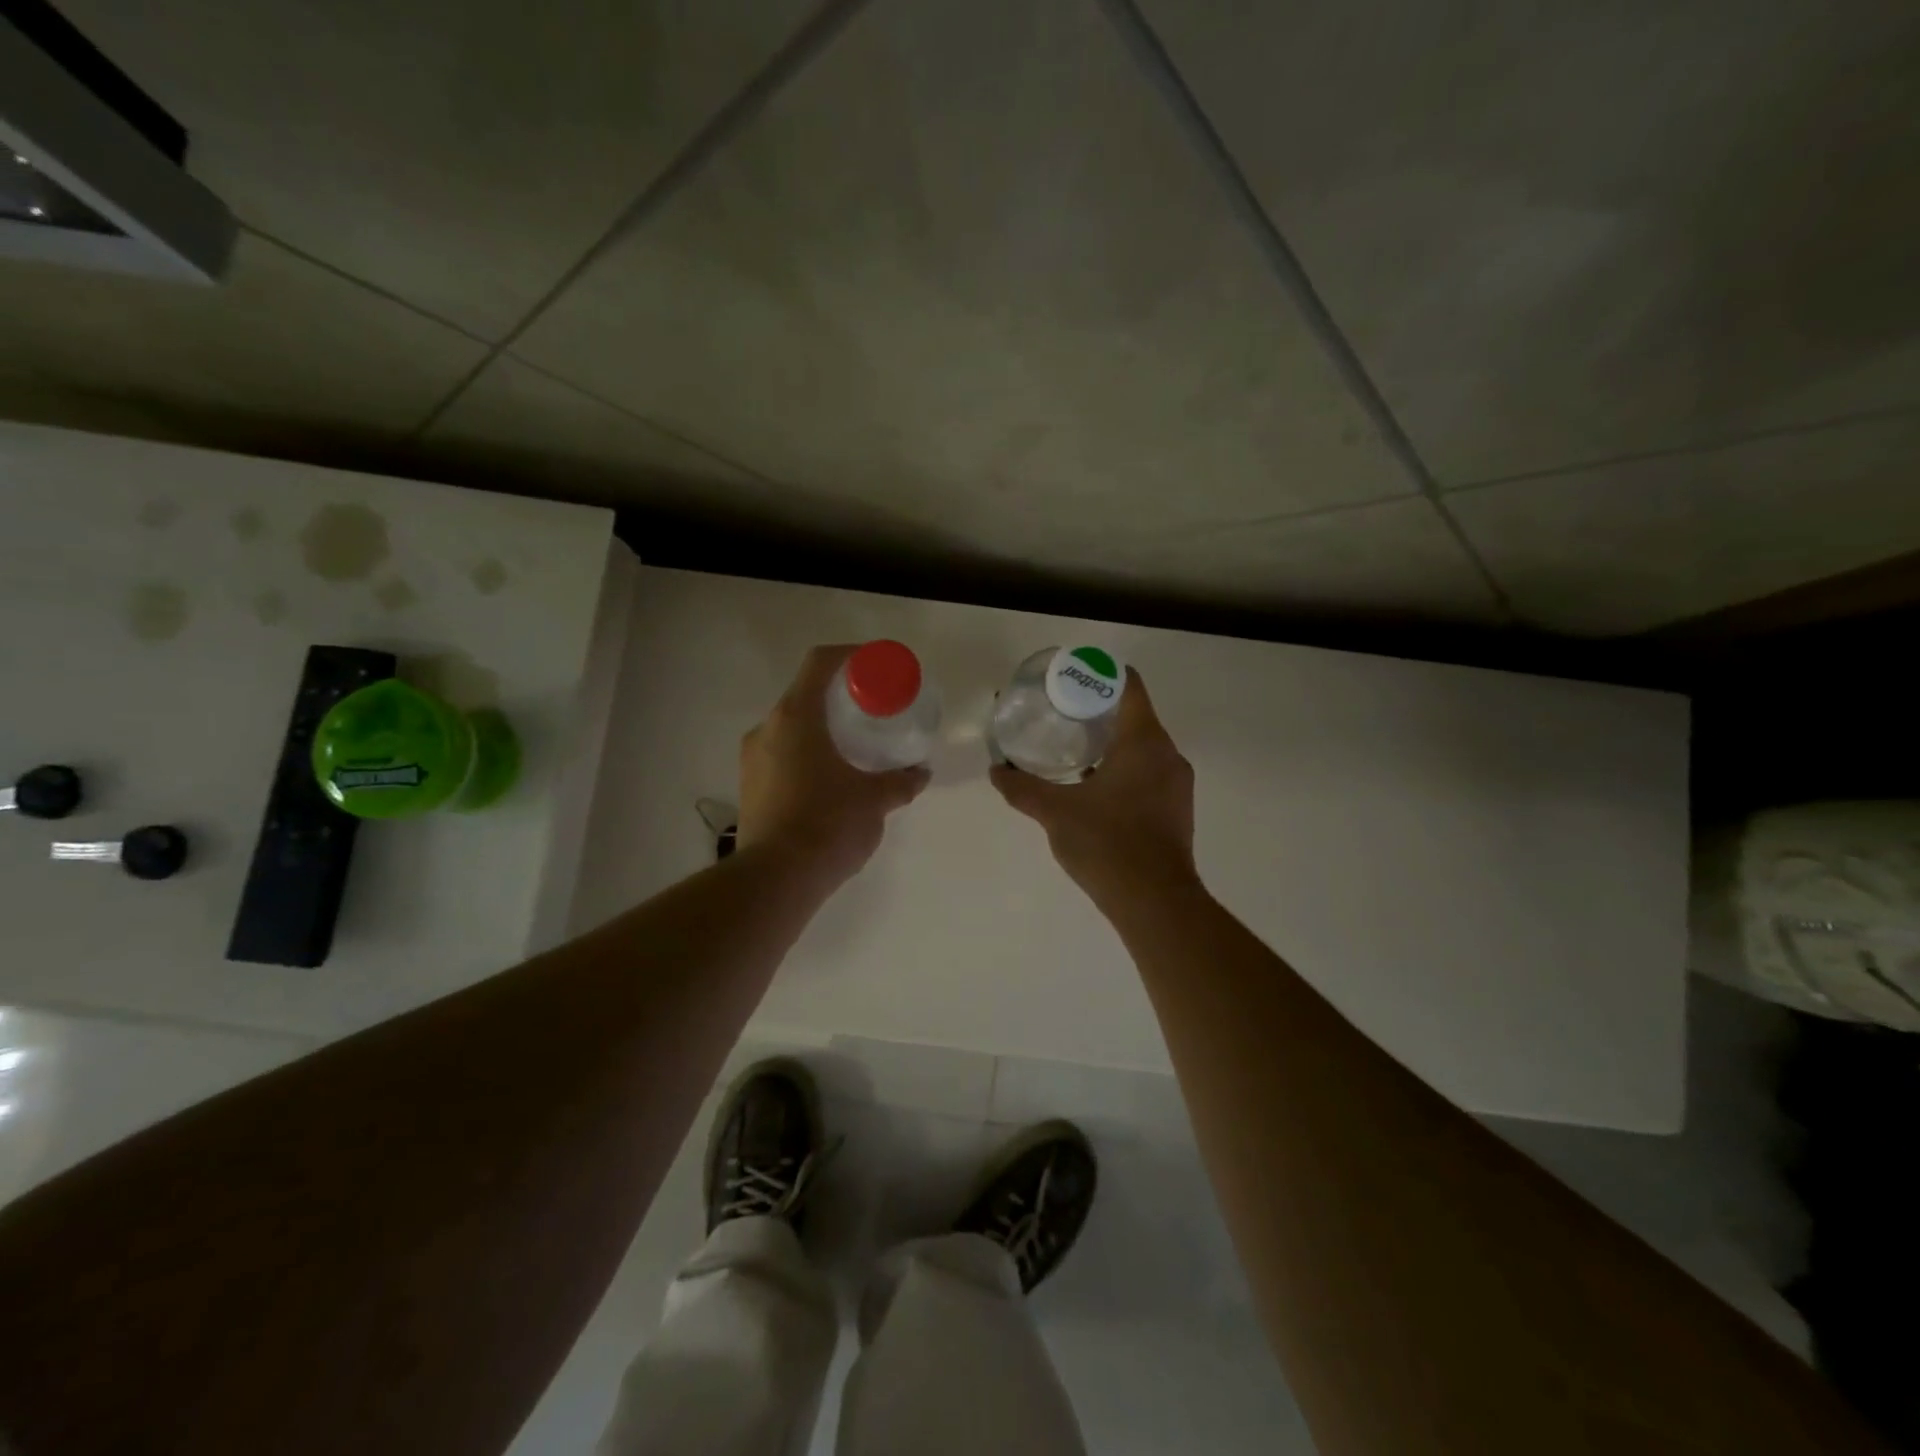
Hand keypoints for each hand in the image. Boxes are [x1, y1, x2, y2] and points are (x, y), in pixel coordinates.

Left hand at [738, 644, 929, 887]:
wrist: (776, 880)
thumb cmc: (828, 824)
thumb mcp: (875, 800)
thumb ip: (900, 781)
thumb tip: (920, 773)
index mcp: (796, 717)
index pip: (820, 662)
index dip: (850, 655)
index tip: (875, 666)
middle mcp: (766, 729)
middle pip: (804, 695)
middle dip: (839, 698)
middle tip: (871, 712)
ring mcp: (752, 759)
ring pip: (791, 728)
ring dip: (821, 730)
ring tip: (853, 749)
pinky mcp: (749, 788)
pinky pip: (781, 756)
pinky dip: (807, 755)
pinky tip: (830, 781)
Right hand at [991, 667, 1199, 912]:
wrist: (1155, 901)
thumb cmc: (1107, 843)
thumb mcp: (1056, 812)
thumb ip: (1022, 788)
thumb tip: (996, 771)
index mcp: (1144, 741)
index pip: (1128, 686)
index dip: (1099, 676)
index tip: (1069, 681)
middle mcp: (1167, 754)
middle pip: (1134, 715)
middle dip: (1098, 712)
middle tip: (1060, 715)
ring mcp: (1176, 784)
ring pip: (1143, 747)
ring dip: (1111, 743)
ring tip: (1072, 750)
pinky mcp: (1176, 809)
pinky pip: (1148, 773)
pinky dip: (1123, 770)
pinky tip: (1093, 788)